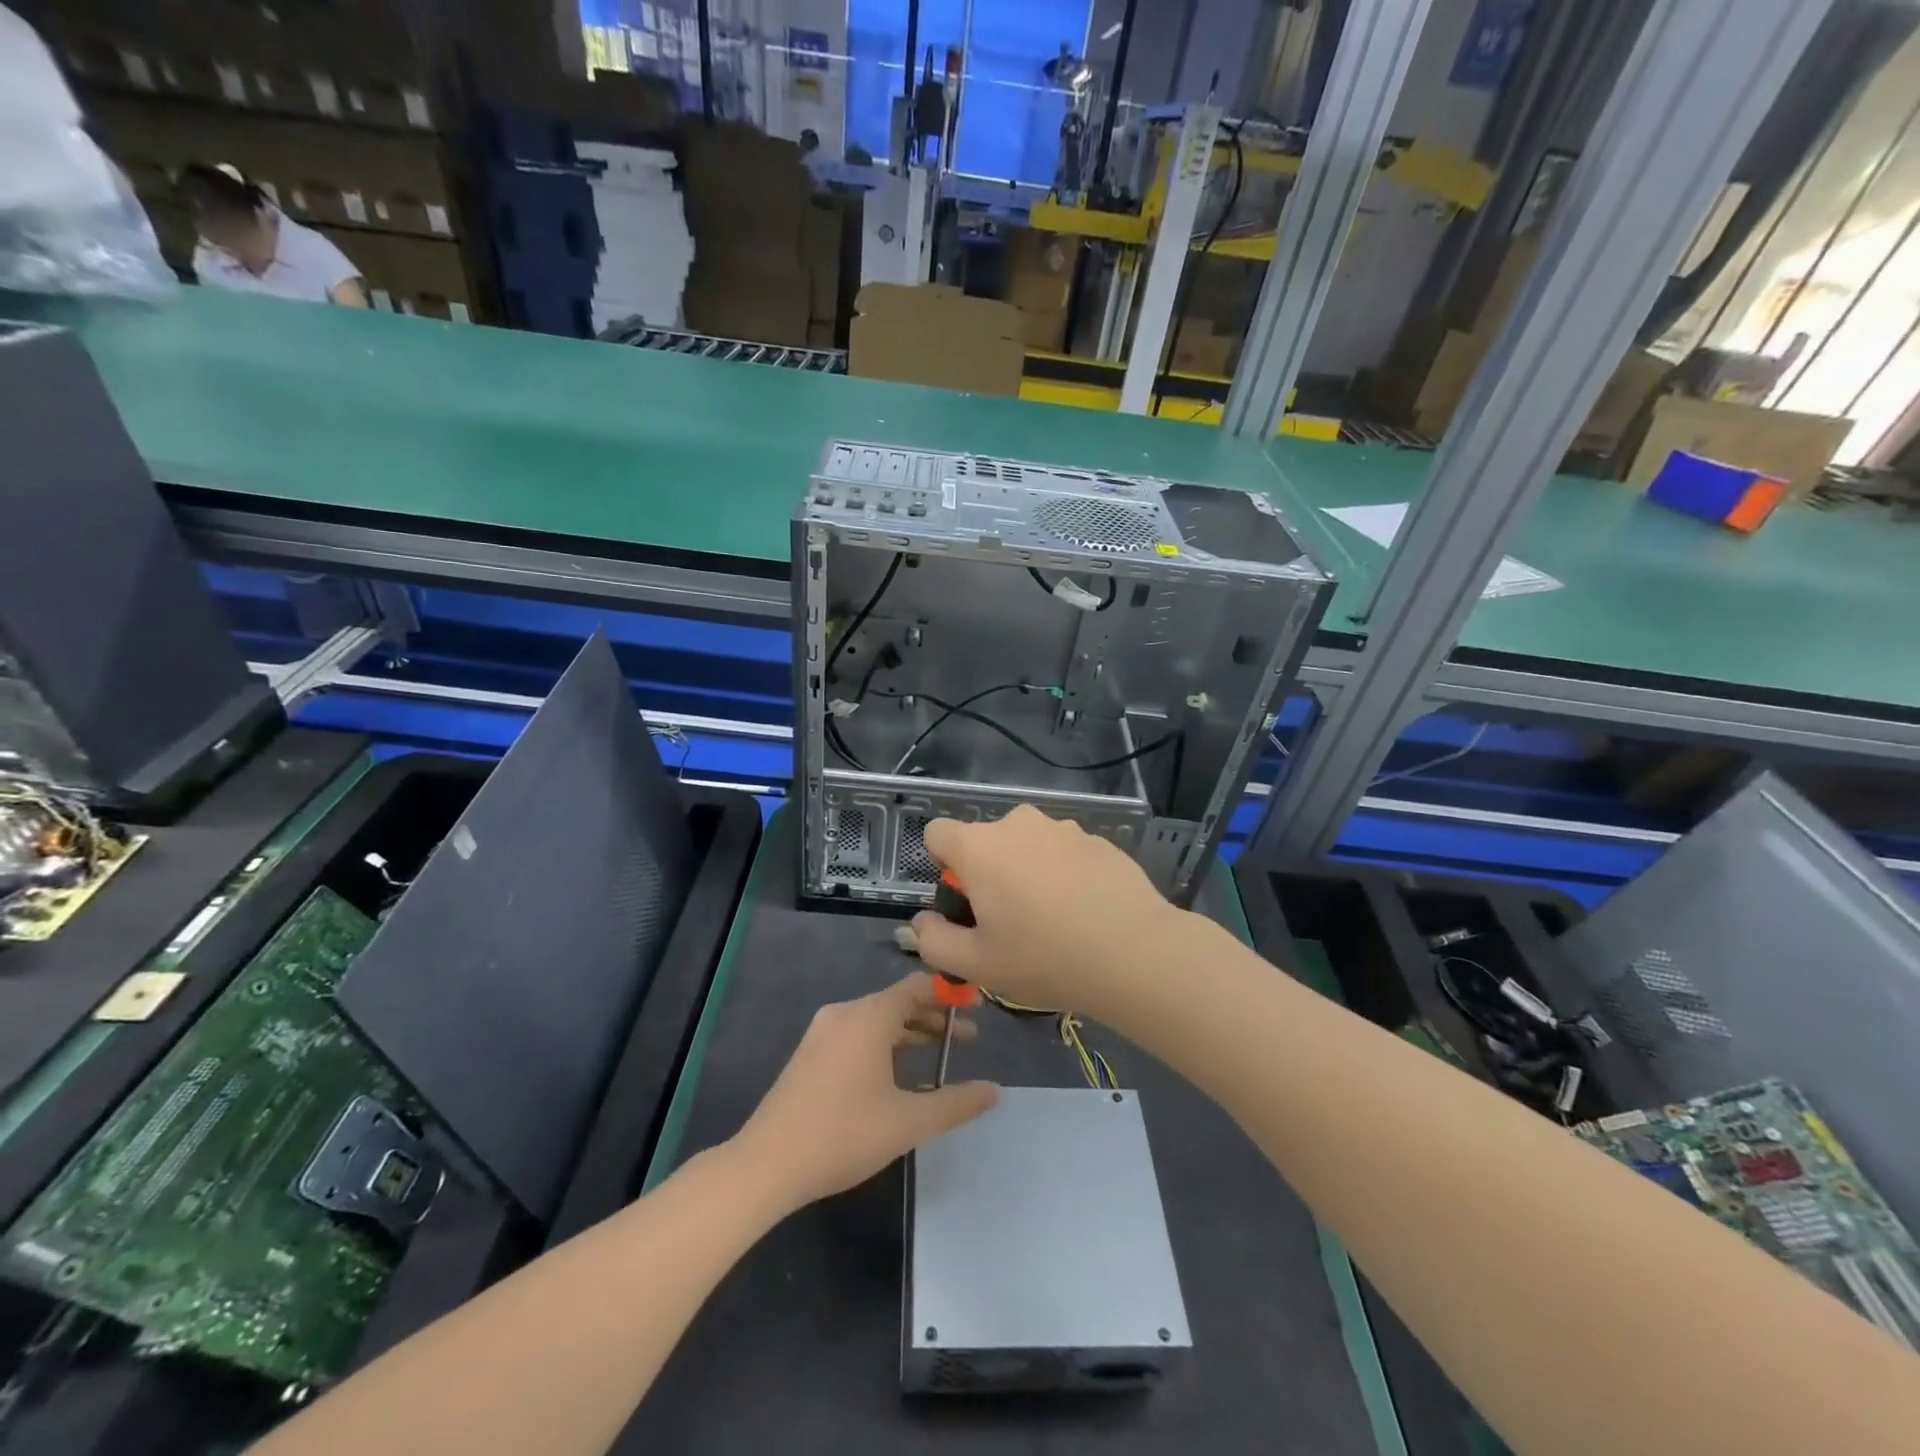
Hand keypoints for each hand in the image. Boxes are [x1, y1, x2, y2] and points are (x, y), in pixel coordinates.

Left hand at [733, 973, 998, 1208]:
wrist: (766, 1164)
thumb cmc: (843, 1134)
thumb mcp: (908, 1122)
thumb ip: (955, 1103)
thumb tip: (995, 1090)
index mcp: (869, 1016)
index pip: (918, 986)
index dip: (951, 994)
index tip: (977, 1010)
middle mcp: (845, 1013)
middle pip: (898, 1002)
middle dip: (935, 1018)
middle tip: (967, 1041)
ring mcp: (822, 1032)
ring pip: (876, 1020)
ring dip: (910, 1034)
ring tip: (938, 1058)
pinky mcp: (810, 1054)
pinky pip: (857, 1034)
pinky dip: (884, 1044)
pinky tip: (896, 1076)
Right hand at [910, 805, 1186, 1015]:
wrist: (1135, 954)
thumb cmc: (1044, 958)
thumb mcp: (976, 964)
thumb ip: (933, 941)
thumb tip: (923, 922)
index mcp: (980, 847)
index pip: (938, 833)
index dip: (942, 866)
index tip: (965, 901)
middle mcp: (1019, 824)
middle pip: (986, 842)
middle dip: (989, 874)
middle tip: (1009, 922)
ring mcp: (1064, 828)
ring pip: (1029, 846)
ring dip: (1029, 873)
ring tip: (1054, 921)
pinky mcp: (1099, 840)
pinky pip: (1065, 854)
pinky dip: (1065, 875)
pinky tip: (1086, 914)